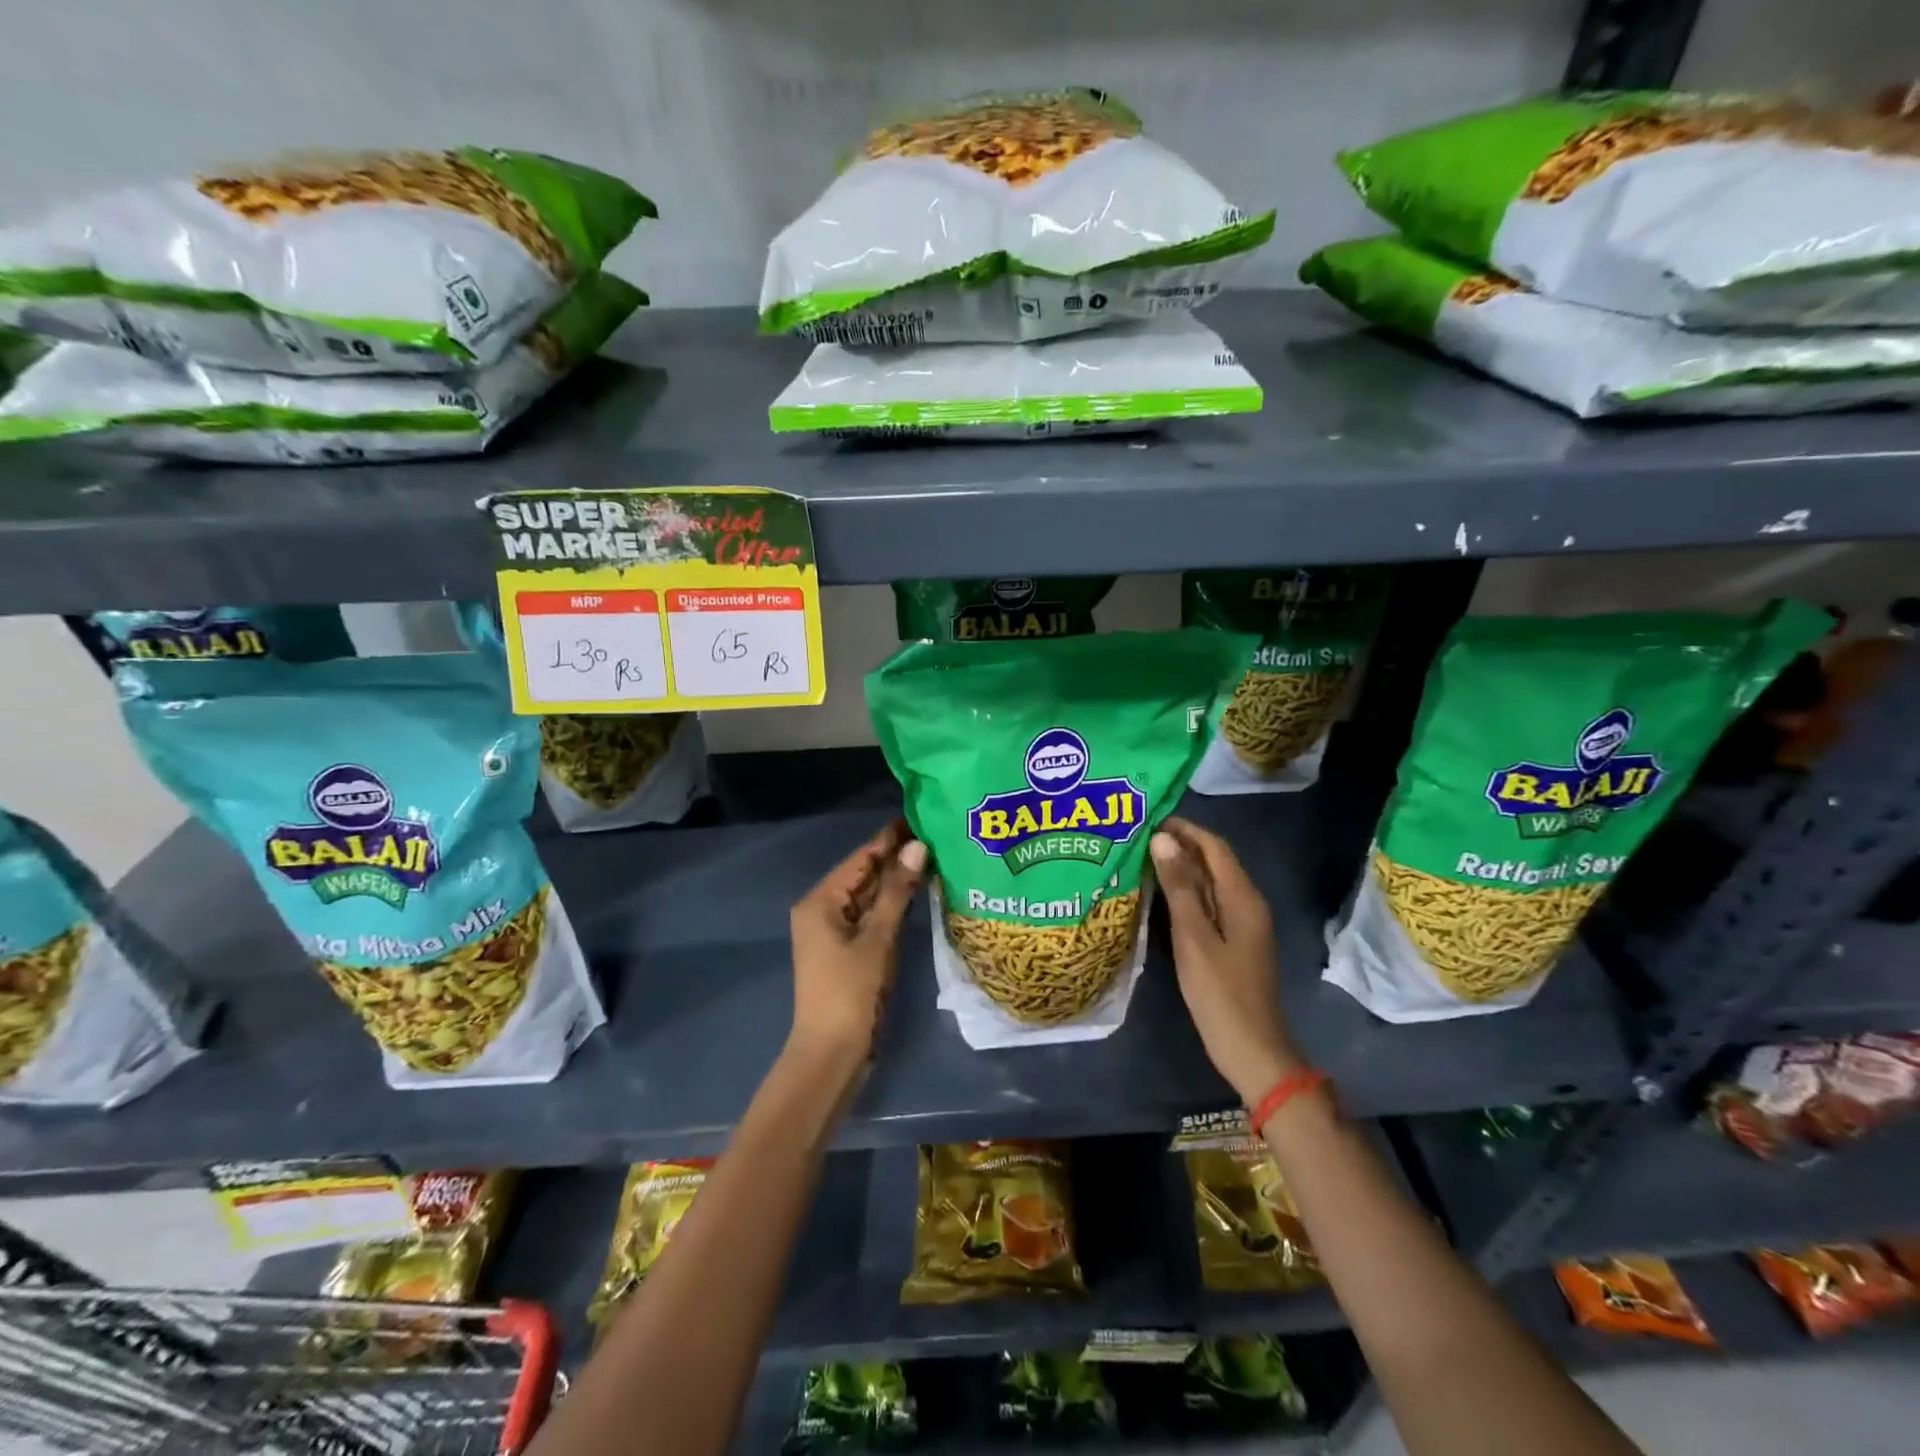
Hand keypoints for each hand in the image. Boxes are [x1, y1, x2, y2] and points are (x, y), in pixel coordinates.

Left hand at [788, 819, 927, 1070]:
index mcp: (820, 901)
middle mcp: (822, 909)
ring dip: (896, 881)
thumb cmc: (850, 992)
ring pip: (868, 896)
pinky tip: (918, 892)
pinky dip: (891, 905)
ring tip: (934, 856)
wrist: (831, 1053)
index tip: (920, 817)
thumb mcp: (877, 938)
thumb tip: (917, 846)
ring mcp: (833, 931)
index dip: (890, 838)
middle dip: (896, 858)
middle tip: (936, 835)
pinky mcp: (846, 949)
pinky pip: (870, 916)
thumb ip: (896, 891)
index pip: (860, 858)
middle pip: (863, 875)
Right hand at [1152, 817, 1304, 1104]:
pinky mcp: (1233, 942)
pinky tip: (1159, 897)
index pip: (1214, 847)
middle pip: (1214, 862)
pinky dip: (1185, 893)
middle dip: (1180, 846)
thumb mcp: (1193, 937)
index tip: (1149, 819)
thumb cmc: (1220, 993)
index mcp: (1243, 898)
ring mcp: (1242, 924)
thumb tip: (1163, 839)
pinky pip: (1208, 904)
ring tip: (1141, 860)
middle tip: (1138, 838)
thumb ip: (1179, 887)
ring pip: (1210, 883)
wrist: (1252, 1049)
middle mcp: (1247, 904)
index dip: (1185, 829)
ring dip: (1180, 869)